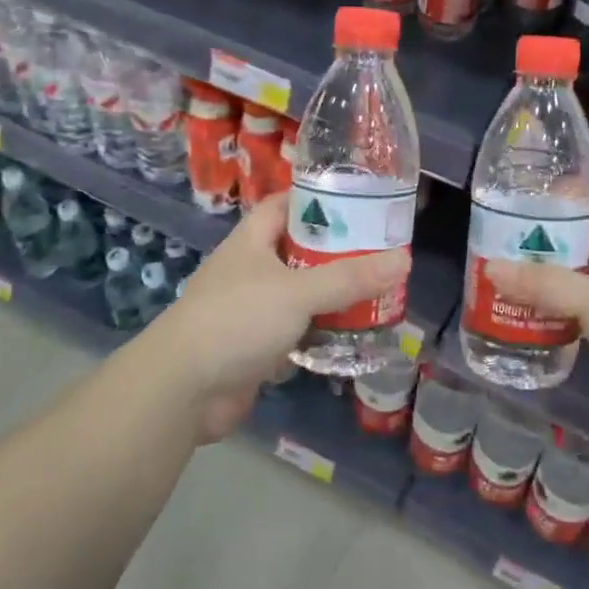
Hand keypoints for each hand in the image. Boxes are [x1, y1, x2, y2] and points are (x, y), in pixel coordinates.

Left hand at [137, 191, 410, 441]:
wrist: (184, 389)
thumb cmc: (237, 320)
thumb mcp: (298, 292)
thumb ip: (349, 278)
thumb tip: (404, 260)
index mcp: (252, 241)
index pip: (285, 205)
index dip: (318, 199)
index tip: (359, 201)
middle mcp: (251, 270)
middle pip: (300, 251)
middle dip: (338, 253)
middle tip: (382, 252)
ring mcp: (253, 310)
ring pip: (302, 294)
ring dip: (333, 297)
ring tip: (379, 293)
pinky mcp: (257, 347)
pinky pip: (298, 332)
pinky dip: (322, 334)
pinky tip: (355, 336)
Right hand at [486, 200, 588, 450]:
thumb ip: (543, 284)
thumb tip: (490, 268)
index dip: (557, 200)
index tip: (514, 199)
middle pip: (570, 247)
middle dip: (533, 246)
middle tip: (486, 244)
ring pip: (565, 285)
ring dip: (533, 285)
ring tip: (488, 280)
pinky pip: (567, 320)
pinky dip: (542, 318)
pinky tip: (510, 321)